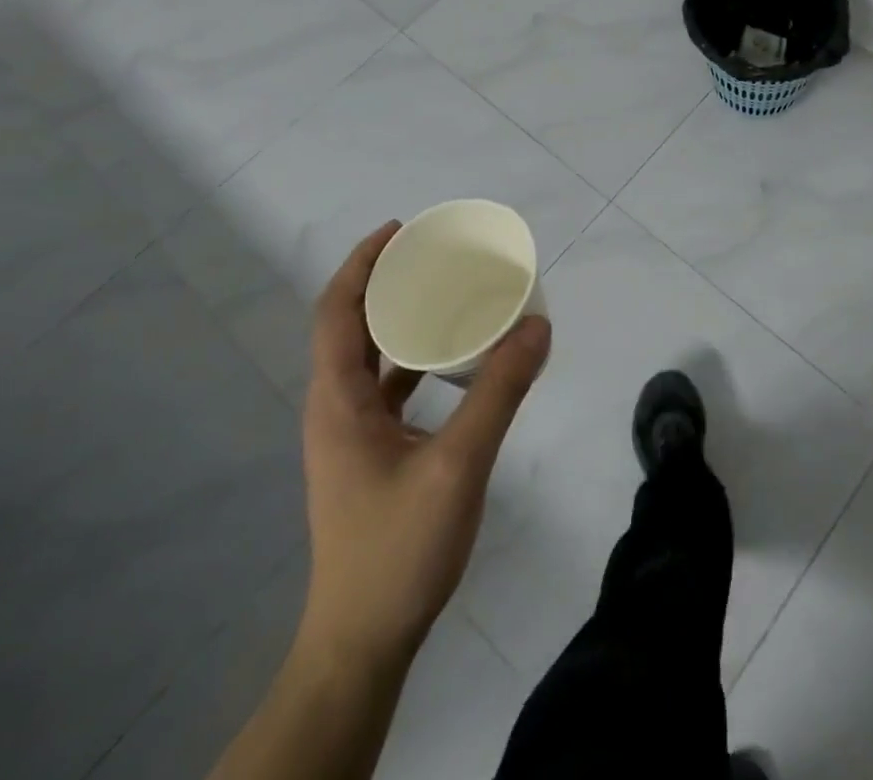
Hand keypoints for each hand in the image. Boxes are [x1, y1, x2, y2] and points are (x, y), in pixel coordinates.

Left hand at [296, 221, 551, 667]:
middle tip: (434, 255)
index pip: (337, 310)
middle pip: (352, 325)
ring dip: (400, 320)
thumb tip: (537, 326)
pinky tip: (452, 360)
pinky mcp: (369, 456)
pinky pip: (387, 387)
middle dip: (386, 282)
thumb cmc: (398, 549)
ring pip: (370, 357)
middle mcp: (335, 407)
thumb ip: (499, 392)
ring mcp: (350, 434)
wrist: (363, 643)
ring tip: (446, 294)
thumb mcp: (458, 464)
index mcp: (338, 400)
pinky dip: (414, 360)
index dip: (362, 263)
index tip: (401, 230)